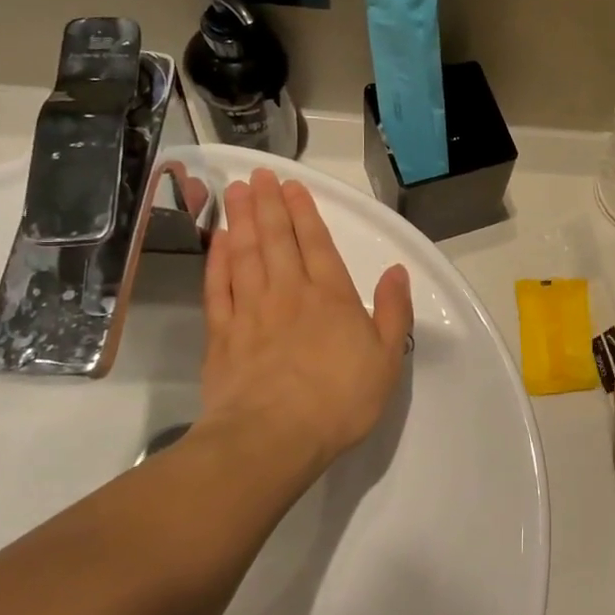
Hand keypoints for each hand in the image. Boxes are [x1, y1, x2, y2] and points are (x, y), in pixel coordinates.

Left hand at [196, 168, 413, 473]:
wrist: (273, 438)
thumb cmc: (339, 400)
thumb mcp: (387, 359)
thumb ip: (393, 312)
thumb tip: (397, 271)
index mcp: (331, 297)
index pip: (317, 244)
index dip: (304, 212)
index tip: (291, 186)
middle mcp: (289, 293)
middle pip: (276, 239)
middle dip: (268, 205)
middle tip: (258, 176)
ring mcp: (251, 312)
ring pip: (245, 255)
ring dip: (241, 221)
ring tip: (236, 193)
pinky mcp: (222, 335)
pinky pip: (218, 287)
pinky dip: (217, 261)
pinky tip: (217, 243)